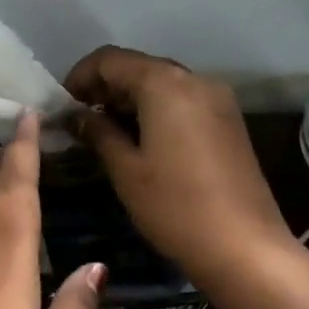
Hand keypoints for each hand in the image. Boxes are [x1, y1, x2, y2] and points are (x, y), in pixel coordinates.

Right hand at [65, 46, 294, 291]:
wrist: (246, 249)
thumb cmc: (175, 206)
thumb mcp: (125, 169)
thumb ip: (98, 132)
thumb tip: (76, 115)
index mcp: (165, 84)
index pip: (110, 59)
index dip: (79, 76)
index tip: (62, 106)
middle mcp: (194, 79)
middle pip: (138, 67)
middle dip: (104, 87)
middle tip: (80, 119)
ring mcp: (217, 99)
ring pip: (161, 83)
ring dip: (129, 99)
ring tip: (105, 131)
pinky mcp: (228, 121)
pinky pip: (182, 101)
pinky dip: (155, 110)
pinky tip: (140, 140)